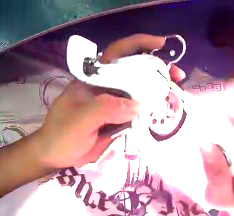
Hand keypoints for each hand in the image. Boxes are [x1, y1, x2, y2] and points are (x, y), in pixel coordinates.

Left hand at [38, 34, 185, 168]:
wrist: (56, 154)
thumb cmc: (61, 134)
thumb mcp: (80, 120)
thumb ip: (106, 110)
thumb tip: (138, 106)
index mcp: (94, 78)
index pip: (117, 53)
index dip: (139, 44)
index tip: (161, 44)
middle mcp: (106, 85)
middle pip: (134, 70)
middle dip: (157, 68)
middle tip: (177, 75)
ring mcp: (113, 101)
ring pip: (139, 89)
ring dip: (158, 88)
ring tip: (176, 90)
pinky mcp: (118, 117)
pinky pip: (138, 108)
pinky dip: (151, 107)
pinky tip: (163, 108)